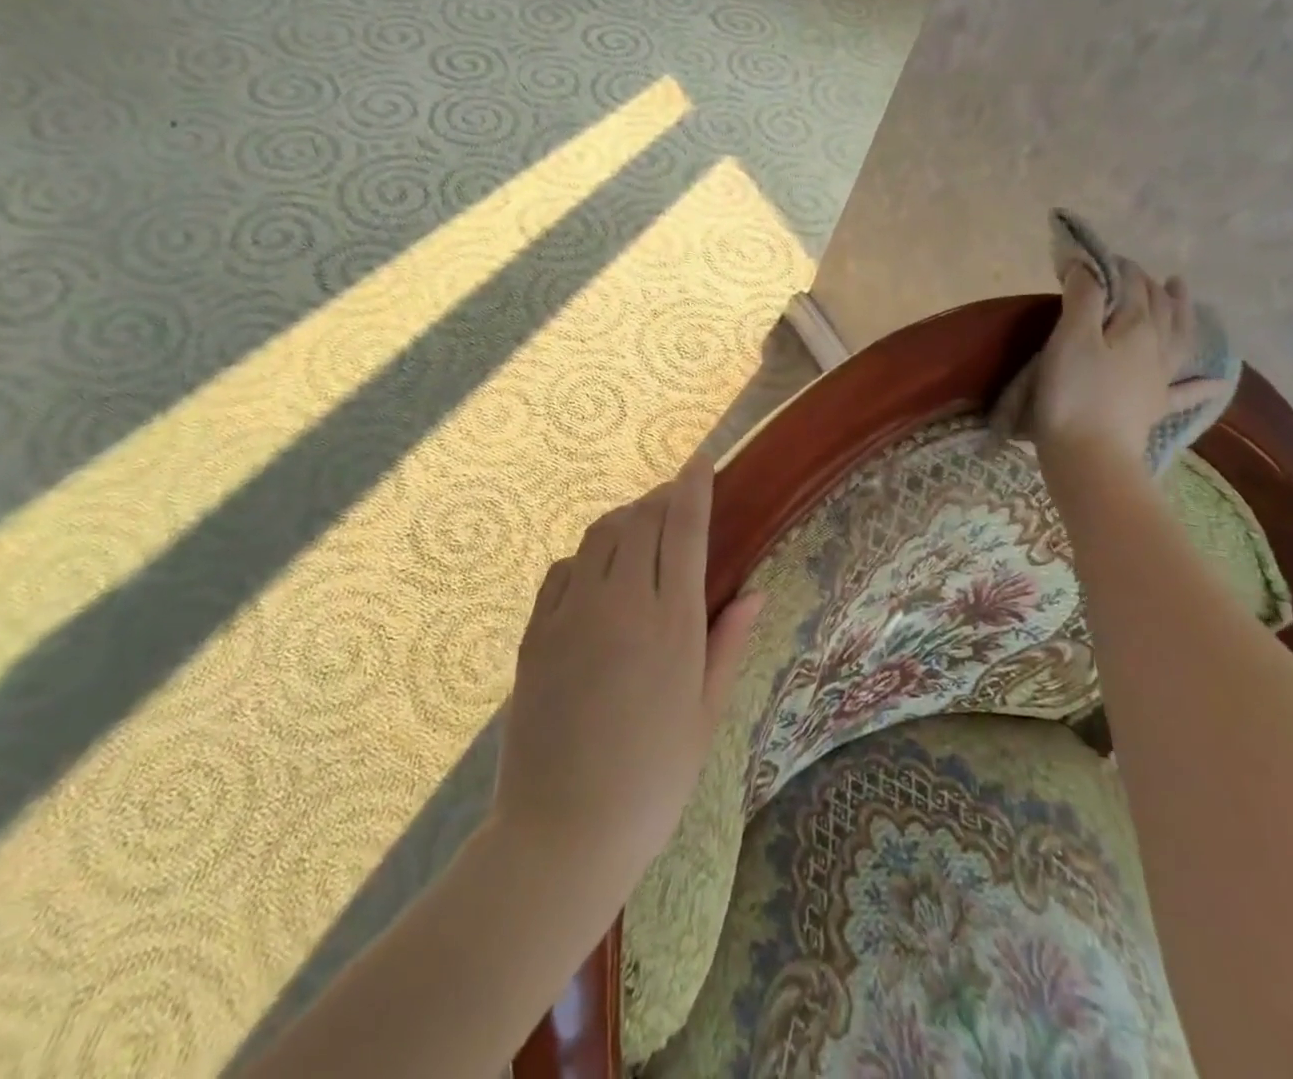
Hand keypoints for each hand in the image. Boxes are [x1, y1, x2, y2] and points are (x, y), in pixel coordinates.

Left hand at [492, 457, 761, 903]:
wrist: (563, 831)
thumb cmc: (652, 780)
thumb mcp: (705, 715)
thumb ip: (728, 644)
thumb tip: (756, 593)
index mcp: (671, 624)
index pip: (683, 529)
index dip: (692, 487)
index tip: (699, 461)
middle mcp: (620, 603)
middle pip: (640, 520)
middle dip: (659, 498)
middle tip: (673, 501)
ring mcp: (571, 613)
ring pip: (598, 535)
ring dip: (623, 520)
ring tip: (638, 530)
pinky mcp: (536, 631)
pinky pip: (562, 570)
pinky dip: (585, 556)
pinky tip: (595, 573)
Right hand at [1028, 261, 1214, 463]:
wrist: (1089, 456)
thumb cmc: (1073, 393)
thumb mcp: (1071, 338)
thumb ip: (1083, 298)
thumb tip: (1089, 265)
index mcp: (1136, 328)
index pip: (1132, 287)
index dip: (1118, 268)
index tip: (1098, 258)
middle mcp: (1156, 348)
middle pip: (1159, 308)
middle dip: (1148, 285)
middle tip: (1137, 271)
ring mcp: (1159, 380)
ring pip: (1178, 338)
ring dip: (1182, 312)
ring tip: (1182, 291)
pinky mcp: (1154, 409)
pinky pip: (1186, 391)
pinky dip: (1203, 383)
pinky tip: (1219, 380)